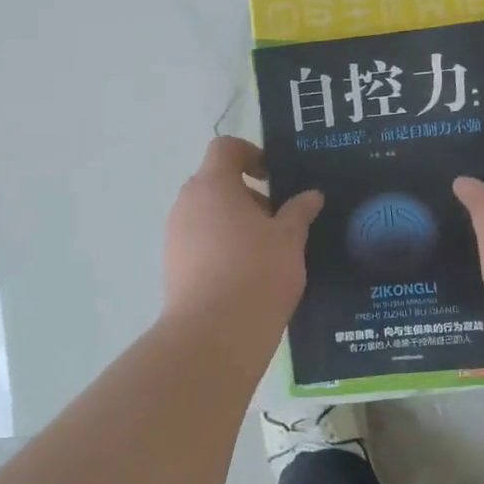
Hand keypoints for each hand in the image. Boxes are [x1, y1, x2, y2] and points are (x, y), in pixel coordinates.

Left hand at [163, 137, 322, 334]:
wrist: (213, 335)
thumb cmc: (256, 272)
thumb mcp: (289, 239)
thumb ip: (299, 212)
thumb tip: (311, 196)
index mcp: (212, 185)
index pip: (225, 148)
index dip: (250, 154)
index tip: (273, 176)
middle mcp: (186, 204)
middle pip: (215, 183)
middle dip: (248, 195)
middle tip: (279, 220)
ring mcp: (174, 236)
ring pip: (207, 216)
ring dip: (235, 223)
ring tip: (267, 252)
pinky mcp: (172, 267)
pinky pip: (199, 244)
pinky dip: (221, 248)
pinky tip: (247, 276)